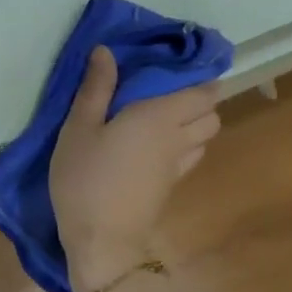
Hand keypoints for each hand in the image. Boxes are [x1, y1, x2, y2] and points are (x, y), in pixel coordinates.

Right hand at [49, 46, 219, 289]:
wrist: (101, 240)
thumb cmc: (86, 178)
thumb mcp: (79, 128)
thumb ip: (95, 89)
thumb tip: (106, 51)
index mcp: (160, 116)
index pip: (202, 92)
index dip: (200, 77)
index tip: (179, 67)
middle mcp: (178, 138)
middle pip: (211, 114)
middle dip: (200, 100)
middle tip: (168, 90)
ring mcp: (178, 165)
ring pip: (205, 137)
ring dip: (194, 123)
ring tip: (163, 116)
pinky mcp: (171, 186)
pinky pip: (190, 156)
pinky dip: (184, 145)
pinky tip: (156, 145)